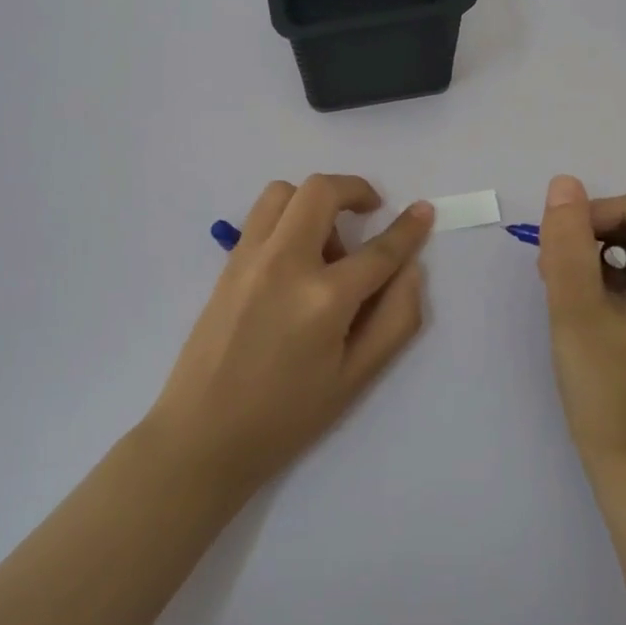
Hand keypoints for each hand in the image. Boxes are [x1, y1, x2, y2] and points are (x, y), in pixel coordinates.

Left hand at [145, 175, 433, 497]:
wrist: (202, 435)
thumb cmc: (286, 416)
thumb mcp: (356, 379)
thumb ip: (396, 319)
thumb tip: (411, 270)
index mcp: (324, 299)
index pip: (379, 250)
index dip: (408, 228)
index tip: (422, 211)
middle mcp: (285, 263)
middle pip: (321, 191)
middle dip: (355, 189)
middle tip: (370, 212)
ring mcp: (249, 258)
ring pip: (284, 192)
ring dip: (315, 201)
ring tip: (327, 243)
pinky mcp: (227, 264)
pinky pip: (261, 216)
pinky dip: (287, 216)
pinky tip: (297, 259)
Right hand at [535, 175, 625, 466]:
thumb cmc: (607, 389)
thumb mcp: (578, 310)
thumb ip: (569, 244)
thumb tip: (565, 184)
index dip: (609, 212)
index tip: (570, 245)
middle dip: (599, 233)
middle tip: (558, 267)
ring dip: (598, 252)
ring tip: (562, 285)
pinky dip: (607, 272)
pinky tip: (580, 297)